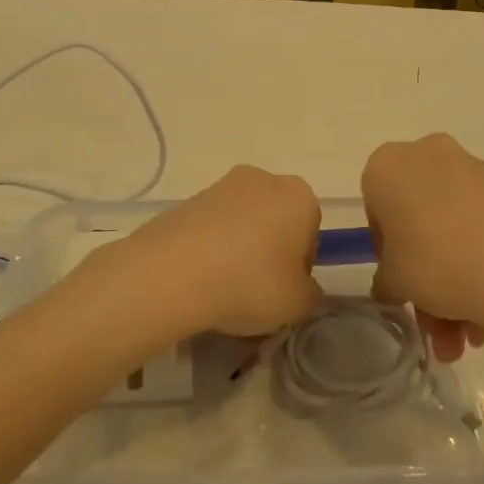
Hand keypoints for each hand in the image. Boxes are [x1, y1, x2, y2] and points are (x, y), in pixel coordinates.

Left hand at [99, 167, 323, 341]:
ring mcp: (220, 186)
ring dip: (239, 251)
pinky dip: (211, 249)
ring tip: (223, 290)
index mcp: (299, 195)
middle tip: (256, 291)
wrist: (172, 273)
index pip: (311, 232)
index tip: (284, 290)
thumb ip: (311, 294)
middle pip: (276, 222)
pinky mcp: (187, 200)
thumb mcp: (299, 303)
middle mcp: (263, 180)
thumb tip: (303, 288)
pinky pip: (211, 229)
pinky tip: (201, 279)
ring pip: (243, 224)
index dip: (299, 266)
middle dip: (269, 253)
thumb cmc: (250, 282)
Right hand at [362, 134, 483, 360]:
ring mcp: (479, 172)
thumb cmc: (435, 261)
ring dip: (458, 286)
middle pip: (421, 223)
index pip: (377, 212)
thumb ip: (386, 281)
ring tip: (471, 339)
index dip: (387, 255)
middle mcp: (431, 156)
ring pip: (456, 231)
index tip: (402, 286)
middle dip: (428, 281)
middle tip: (437, 327)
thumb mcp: (394, 282)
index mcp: (389, 166)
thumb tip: (395, 285)